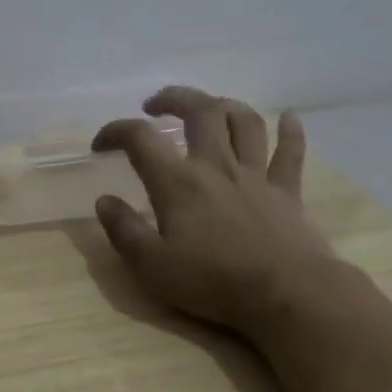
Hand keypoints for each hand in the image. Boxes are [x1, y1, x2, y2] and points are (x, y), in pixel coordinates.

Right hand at [91, 85, 330, 330]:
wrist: (285, 293)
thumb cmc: (212, 282)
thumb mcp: (151, 265)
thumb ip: (124, 230)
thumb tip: (104, 200)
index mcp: (178, 183)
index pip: (140, 139)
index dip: (115, 132)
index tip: (100, 145)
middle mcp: (217, 166)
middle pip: (200, 111)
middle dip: (175, 99)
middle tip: (156, 105)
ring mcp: (256, 176)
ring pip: (244, 122)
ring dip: (224, 105)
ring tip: (209, 107)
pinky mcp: (287, 192)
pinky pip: (290, 152)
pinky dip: (290, 130)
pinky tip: (288, 117)